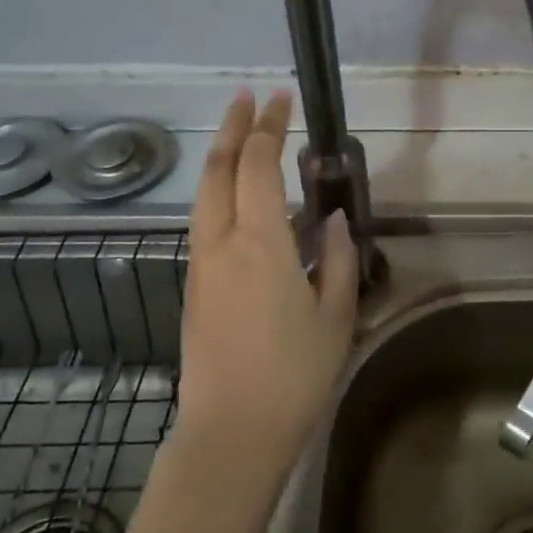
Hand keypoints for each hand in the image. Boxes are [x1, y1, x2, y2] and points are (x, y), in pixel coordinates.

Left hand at [176, 90, 358, 467]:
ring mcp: (201, 265)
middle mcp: (221, 243)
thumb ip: (338, 260)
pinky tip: (240, 201)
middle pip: (218, 170)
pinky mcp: (194, 287)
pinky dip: (219, 194)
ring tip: (241, 138)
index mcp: (260, 243)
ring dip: (221, 159)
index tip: (281, 100)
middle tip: (247, 99)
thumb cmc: (294, 374)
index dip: (270, 128)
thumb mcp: (335, 315)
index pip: (259, 167)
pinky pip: (205, 223)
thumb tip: (331, 222)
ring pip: (204, 195)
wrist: (231, 432)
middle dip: (233, 129)